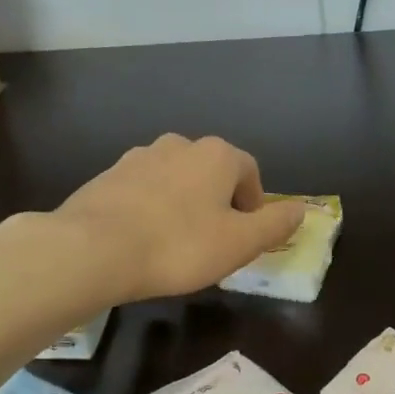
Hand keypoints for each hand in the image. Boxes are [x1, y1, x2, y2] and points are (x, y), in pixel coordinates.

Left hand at [55, 135, 304, 302]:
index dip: (253, 204)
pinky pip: (143, 190)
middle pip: (211, 172)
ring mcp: (139, 157)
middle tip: (213, 241)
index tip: (245, 236)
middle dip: (218, 202)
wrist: (94, 248)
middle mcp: (179, 145)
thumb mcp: (240, 243)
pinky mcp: (108, 176)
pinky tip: (143, 239)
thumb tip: (300, 210)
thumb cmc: (179, 246)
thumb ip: (275, 225)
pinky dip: (150, 208)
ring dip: (183, 204)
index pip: (249, 171)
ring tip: (176, 242)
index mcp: (217, 155)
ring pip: (175, 179)